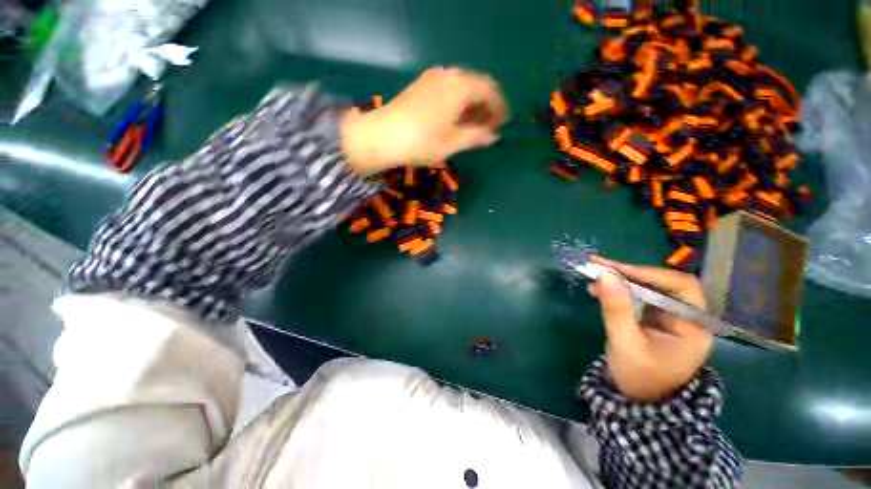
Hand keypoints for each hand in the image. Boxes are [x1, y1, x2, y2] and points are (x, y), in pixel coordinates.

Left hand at [341, 66, 508, 175]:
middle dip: (486, 106)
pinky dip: (457, 103)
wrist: (382, 136)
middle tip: (489, 127)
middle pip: (476, 86)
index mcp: (461, 86)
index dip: (499, 107)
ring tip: (474, 126)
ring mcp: (433, 78)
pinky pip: (448, 90)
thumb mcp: (453, 142)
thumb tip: (494, 136)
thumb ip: (477, 136)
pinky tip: (455, 119)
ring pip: (461, 88)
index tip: (503, 124)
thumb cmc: (422, 141)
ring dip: (471, 105)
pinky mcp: (421, 85)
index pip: (490, 90)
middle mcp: (449, 75)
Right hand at [587, 256, 713, 402]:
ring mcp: (672, 317)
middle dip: (631, 273)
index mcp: (693, 326)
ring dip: (622, 279)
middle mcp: (687, 317)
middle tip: (599, 265)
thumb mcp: (624, 343)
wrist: (639, 399)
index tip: (615, 269)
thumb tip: (603, 275)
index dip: (649, 274)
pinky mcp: (656, 318)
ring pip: (650, 287)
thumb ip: (616, 309)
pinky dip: (620, 289)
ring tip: (594, 274)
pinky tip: (600, 289)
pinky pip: (640, 296)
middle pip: (664, 283)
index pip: (681, 287)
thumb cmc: (638, 377)